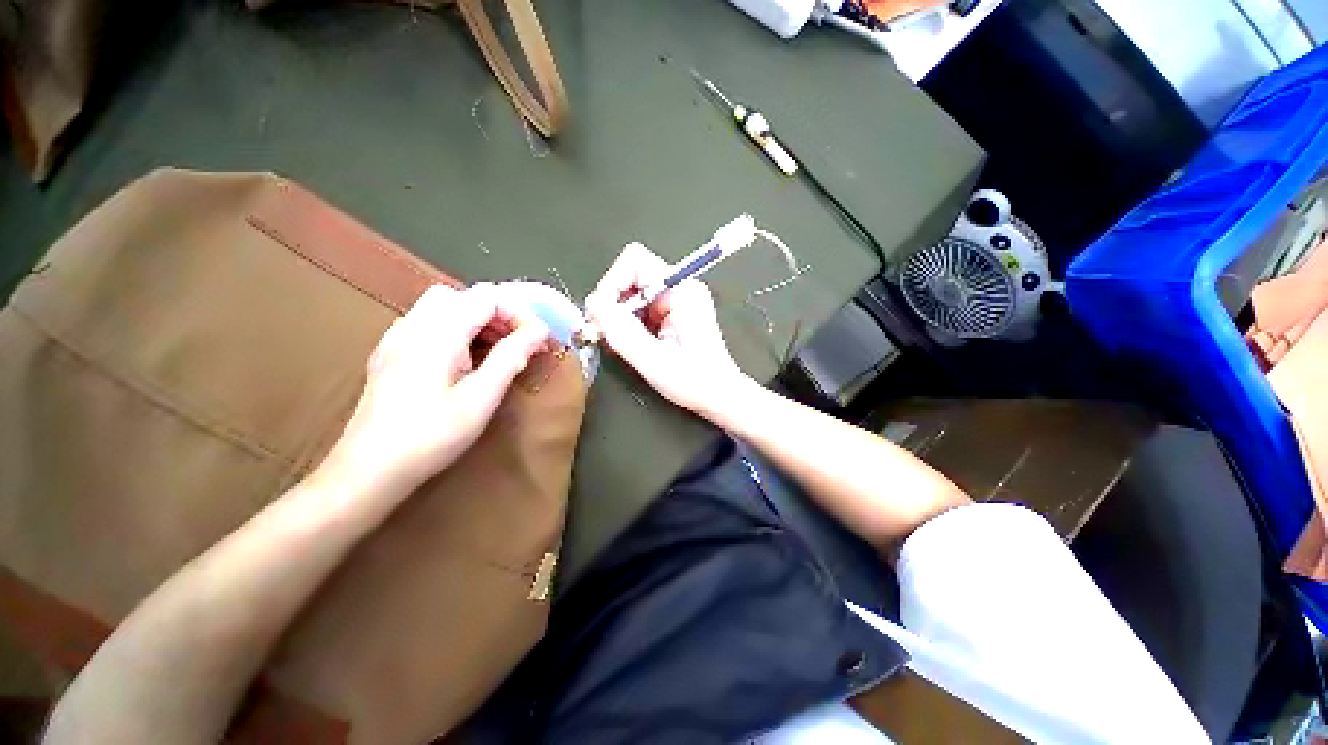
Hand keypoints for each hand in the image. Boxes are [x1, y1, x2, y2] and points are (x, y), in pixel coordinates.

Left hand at [318, 284, 550, 495]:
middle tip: (517, 344)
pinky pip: (428, 324)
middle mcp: (413, 326)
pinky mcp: (389, 354)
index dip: (518, 313)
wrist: (368, 472)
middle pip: (462, 296)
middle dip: (497, 314)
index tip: (537, 340)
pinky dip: (455, 331)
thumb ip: (510, 358)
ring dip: (476, 321)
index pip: (486, 297)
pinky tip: (463, 361)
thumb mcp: (480, 398)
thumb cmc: (431, 436)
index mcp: (437, 334)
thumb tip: (539, 331)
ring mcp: (396, 339)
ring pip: (443, 307)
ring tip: (495, 353)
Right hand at [585, 242, 751, 416]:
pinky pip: (642, 308)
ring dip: (620, 316)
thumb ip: (622, 331)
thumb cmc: (694, 381)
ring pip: (633, 294)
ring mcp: (677, 299)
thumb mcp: (654, 360)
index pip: (635, 262)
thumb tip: (593, 304)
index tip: (602, 314)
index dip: (611, 283)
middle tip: (605, 332)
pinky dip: (630, 324)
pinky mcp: (674, 313)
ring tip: (620, 342)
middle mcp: (680, 287)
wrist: (720, 395)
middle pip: (632, 277)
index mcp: (681, 290)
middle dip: (613, 303)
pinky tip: (632, 344)